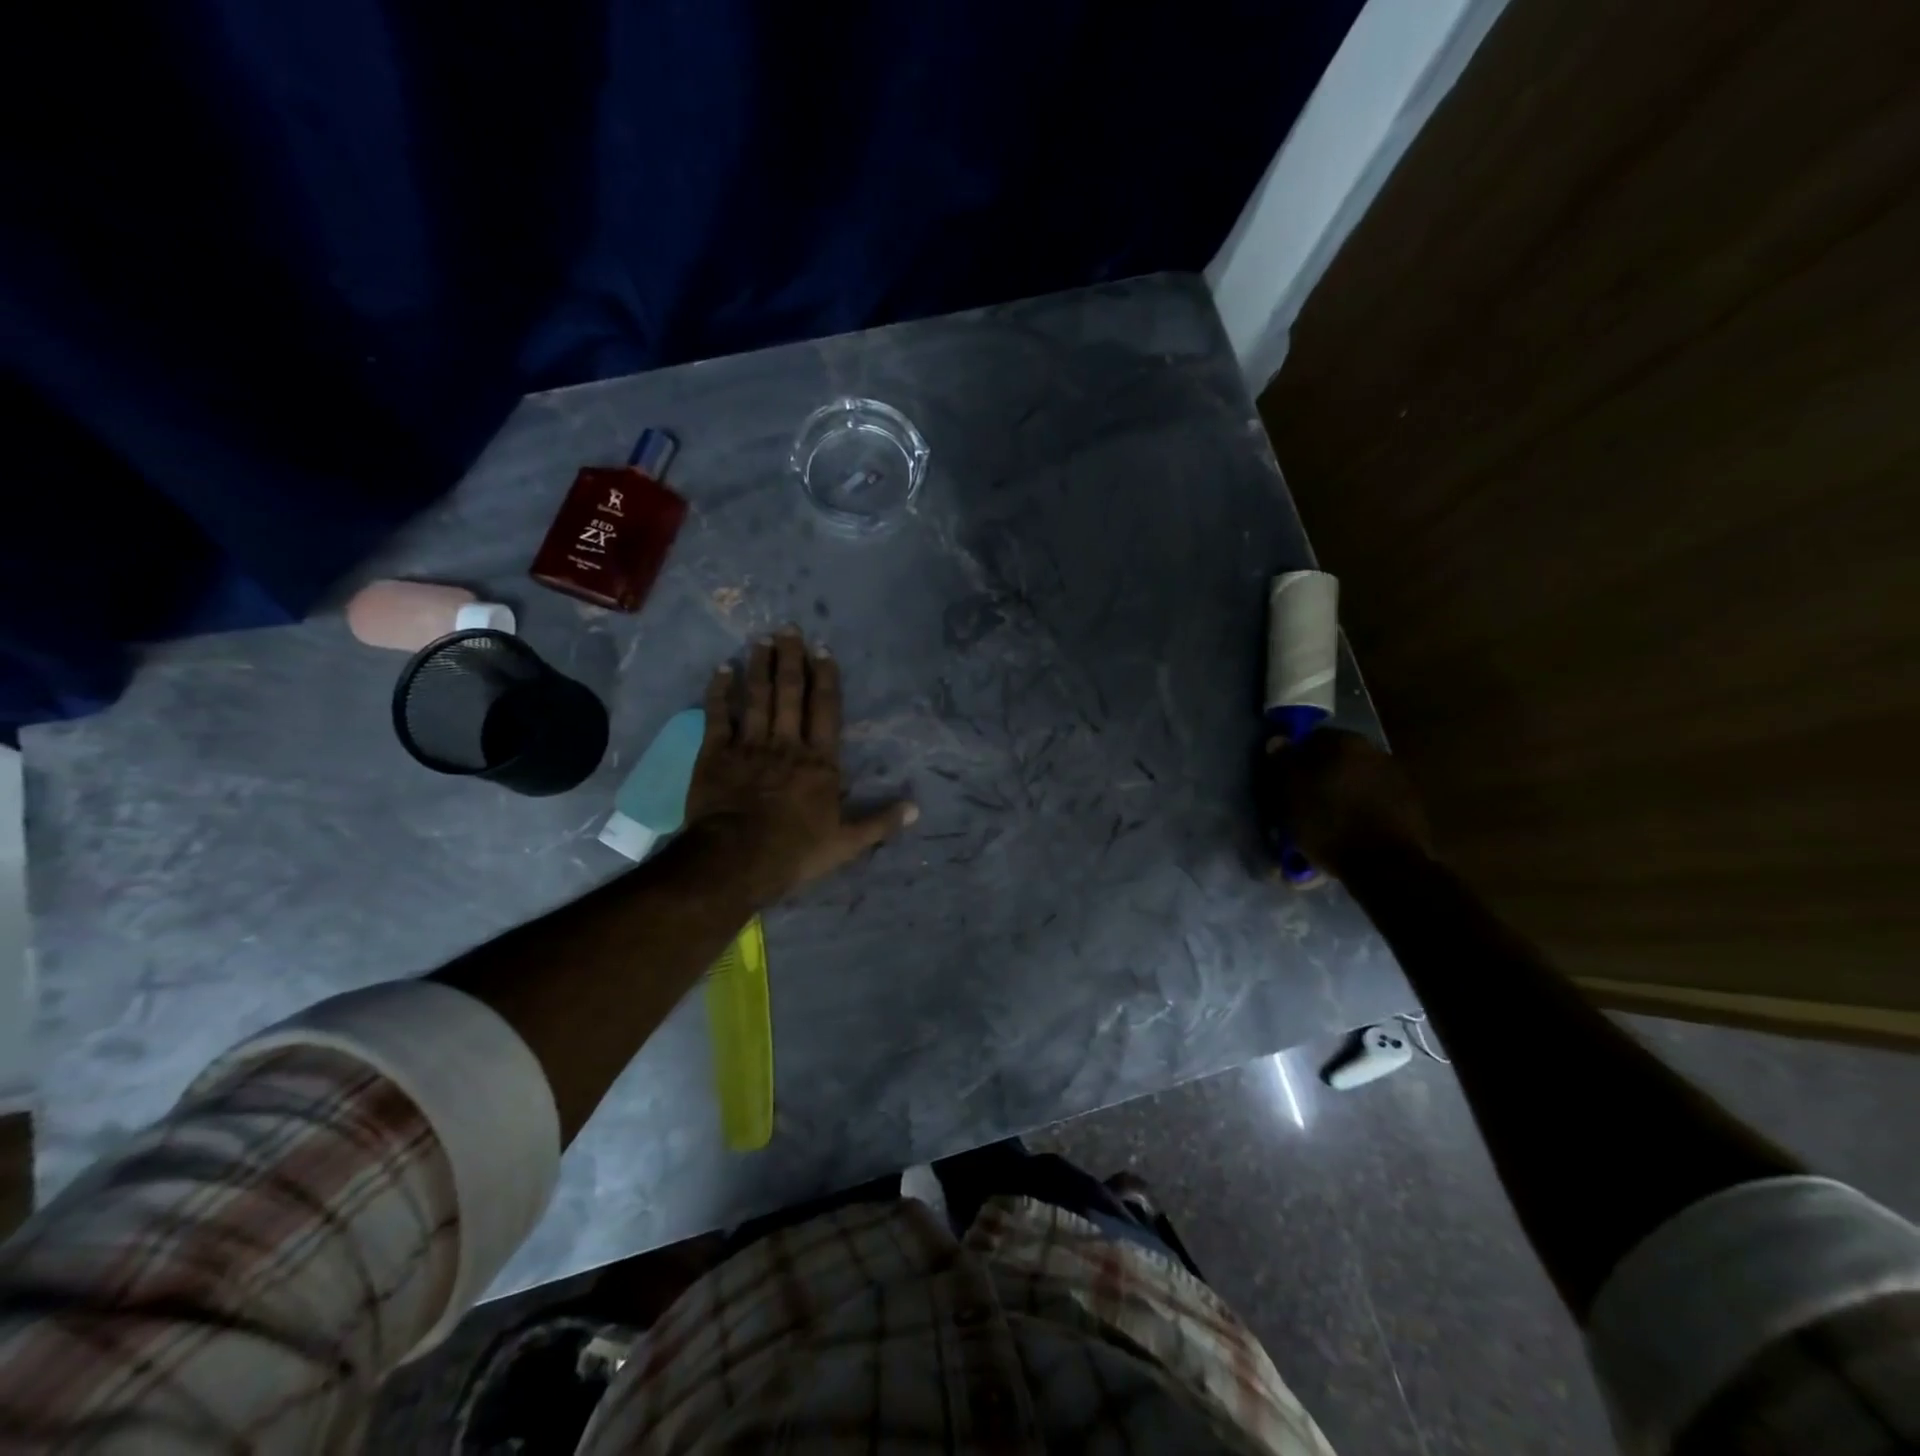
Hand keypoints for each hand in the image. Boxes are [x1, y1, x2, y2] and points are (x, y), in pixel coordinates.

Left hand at [685, 628, 916, 904]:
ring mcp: (749, 746)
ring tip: (760, 640)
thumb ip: (880, 823)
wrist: (736, 860)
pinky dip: (719, 692)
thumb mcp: (847, 844)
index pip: (825, 709)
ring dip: (758, 666)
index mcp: (819, 762)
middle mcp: (786, 744)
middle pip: (789, 693)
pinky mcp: (715, 755)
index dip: (824, 677)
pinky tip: (722, 670)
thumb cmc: (795, 852)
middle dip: (790, 658)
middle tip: (788, 628)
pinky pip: (718, 716)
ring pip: (756, 697)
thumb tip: (916, 809)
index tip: (821, 649)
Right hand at [1258, 729, 1432, 879]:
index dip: (1296, 758)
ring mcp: (1397, 776)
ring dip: (1344, 790)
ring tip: (1330, 816)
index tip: (1287, 779)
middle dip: (1322, 773)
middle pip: (1338, 756)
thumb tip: (1278, 740)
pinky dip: (1364, 806)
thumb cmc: (1328, 824)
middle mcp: (1374, 750)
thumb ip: (1284, 763)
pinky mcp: (1411, 803)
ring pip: (1359, 776)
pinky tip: (1353, 826)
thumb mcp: (1291, 794)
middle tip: (1306, 798)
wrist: (1385, 865)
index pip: (1312, 738)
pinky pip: (1376, 797)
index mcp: (1343, 742)